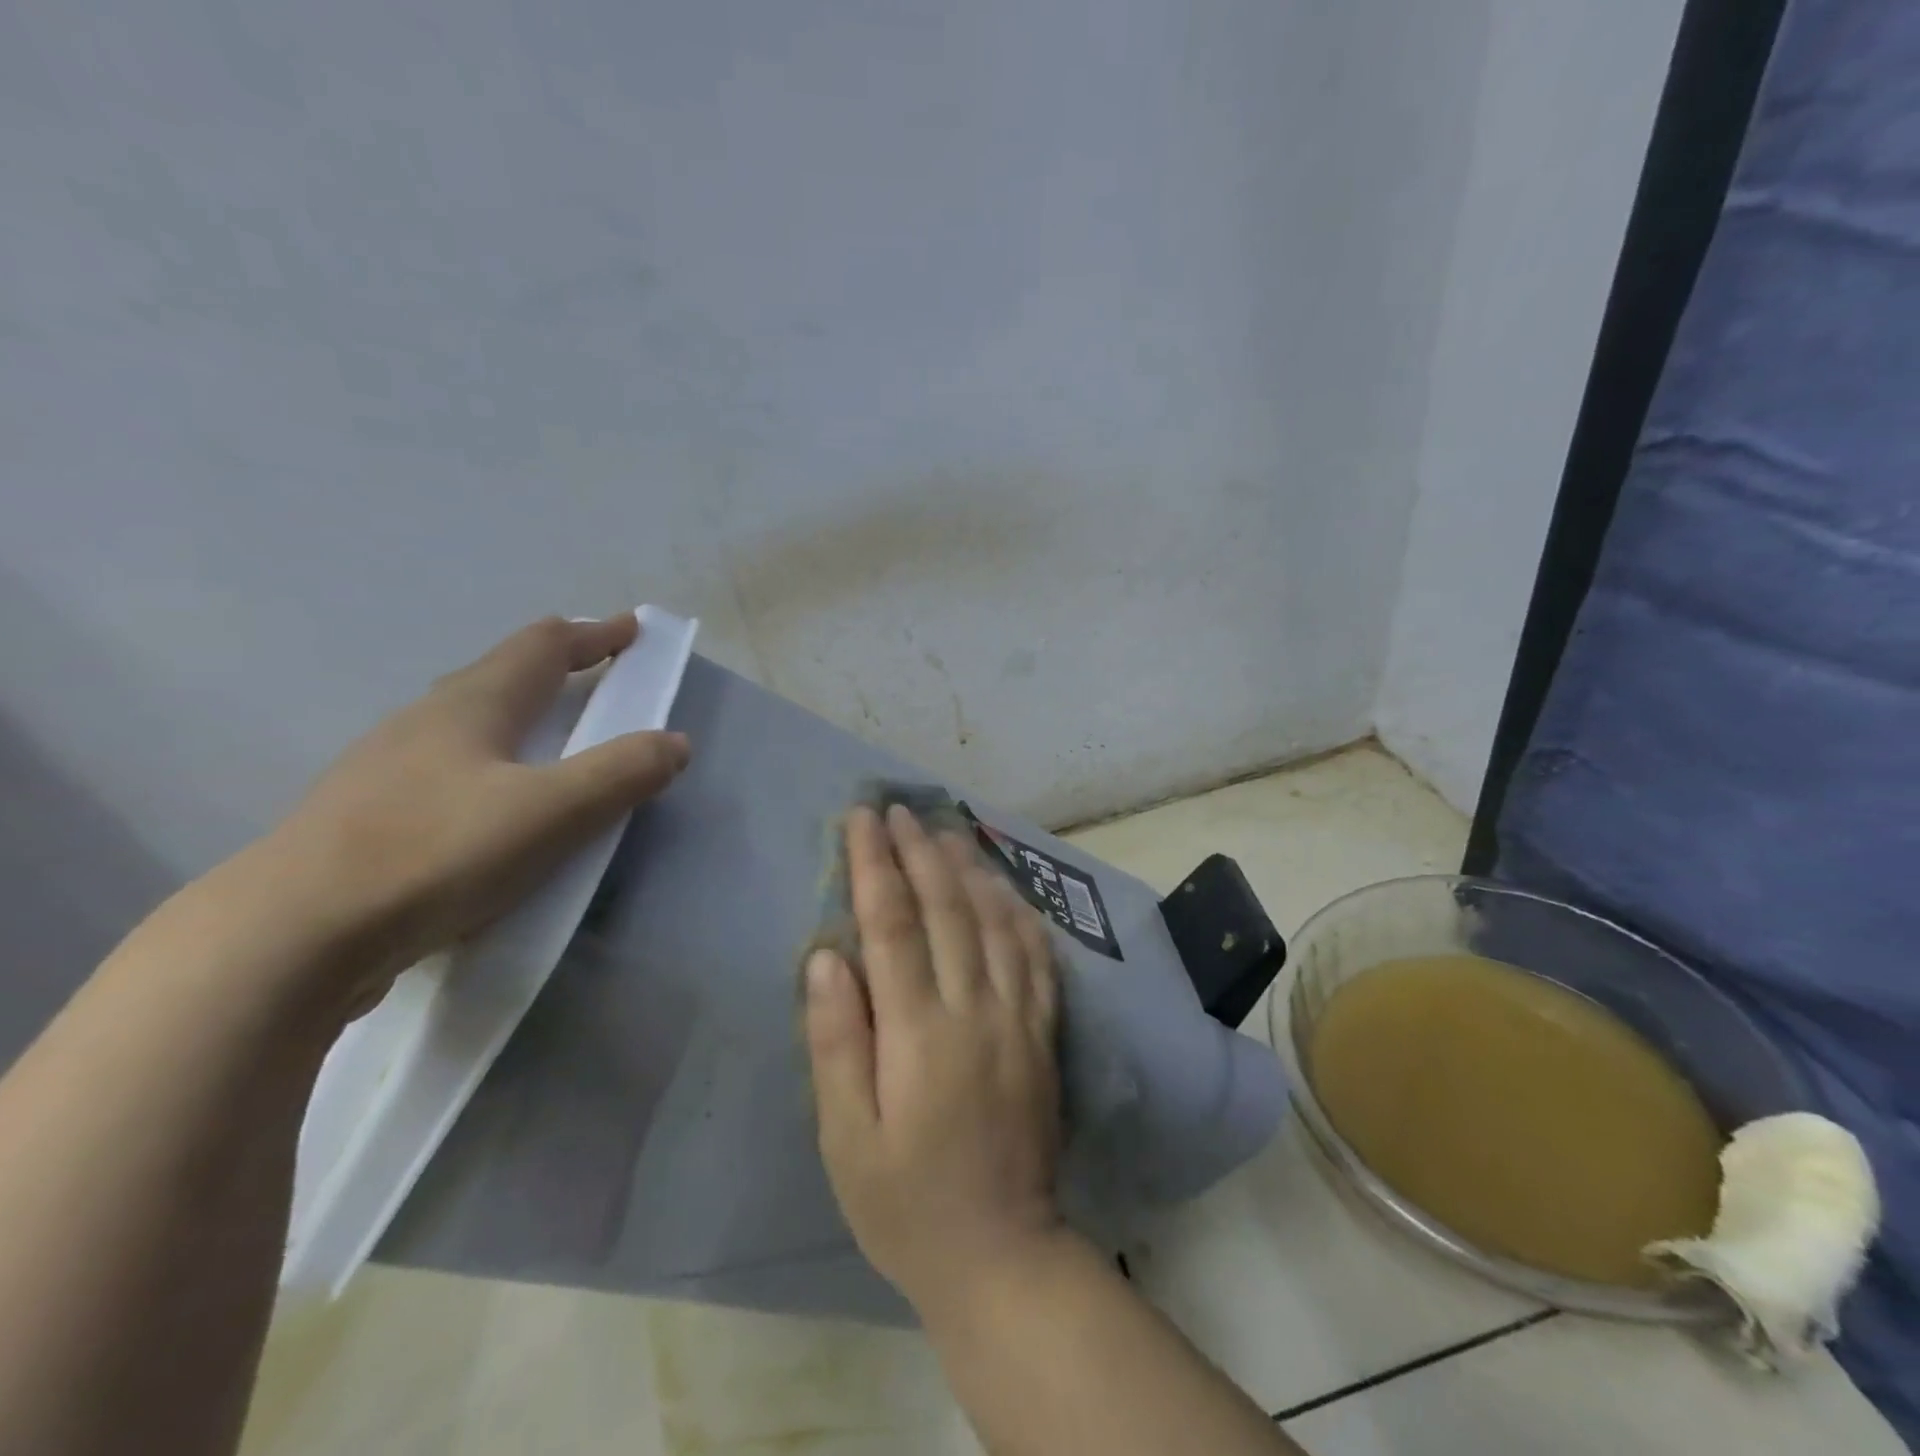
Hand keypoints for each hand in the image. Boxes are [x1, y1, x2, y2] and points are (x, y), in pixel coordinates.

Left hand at [259, 614, 689, 1016]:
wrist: (290, 938)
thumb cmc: (437, 853)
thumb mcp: (553, 811)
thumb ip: (622, 772)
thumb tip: (675, 742)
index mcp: (472, 705)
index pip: (542, 646)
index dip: (593, 634)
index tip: (631, 629)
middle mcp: (426, 722)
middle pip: (500, 674)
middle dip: (556, 666)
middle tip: (596, 674)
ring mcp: (387, 769)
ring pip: (469, 721)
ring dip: (520, 713)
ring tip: (551, 736)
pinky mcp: (368, 817)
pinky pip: (449, 768)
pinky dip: (491, 761)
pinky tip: (493, 802)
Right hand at [804, 804, 1064, 1315]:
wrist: (1002, 1254)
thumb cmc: (905, 1203)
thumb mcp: (846, 1138)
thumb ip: (837, 1041)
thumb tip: (827, 958)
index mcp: (919, 1034)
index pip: (893, 926)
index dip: (875, 866)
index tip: (861, 819)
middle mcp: (974, 1010)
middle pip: (947, 909)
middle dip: (918, 851)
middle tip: (898, 809)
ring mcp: (1018, 1016)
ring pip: (995, 920)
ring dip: (968, 867)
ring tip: (945, 828)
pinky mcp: (1043, 1031)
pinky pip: (1035, 954)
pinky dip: (1017, 910)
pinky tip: (1004, 886)